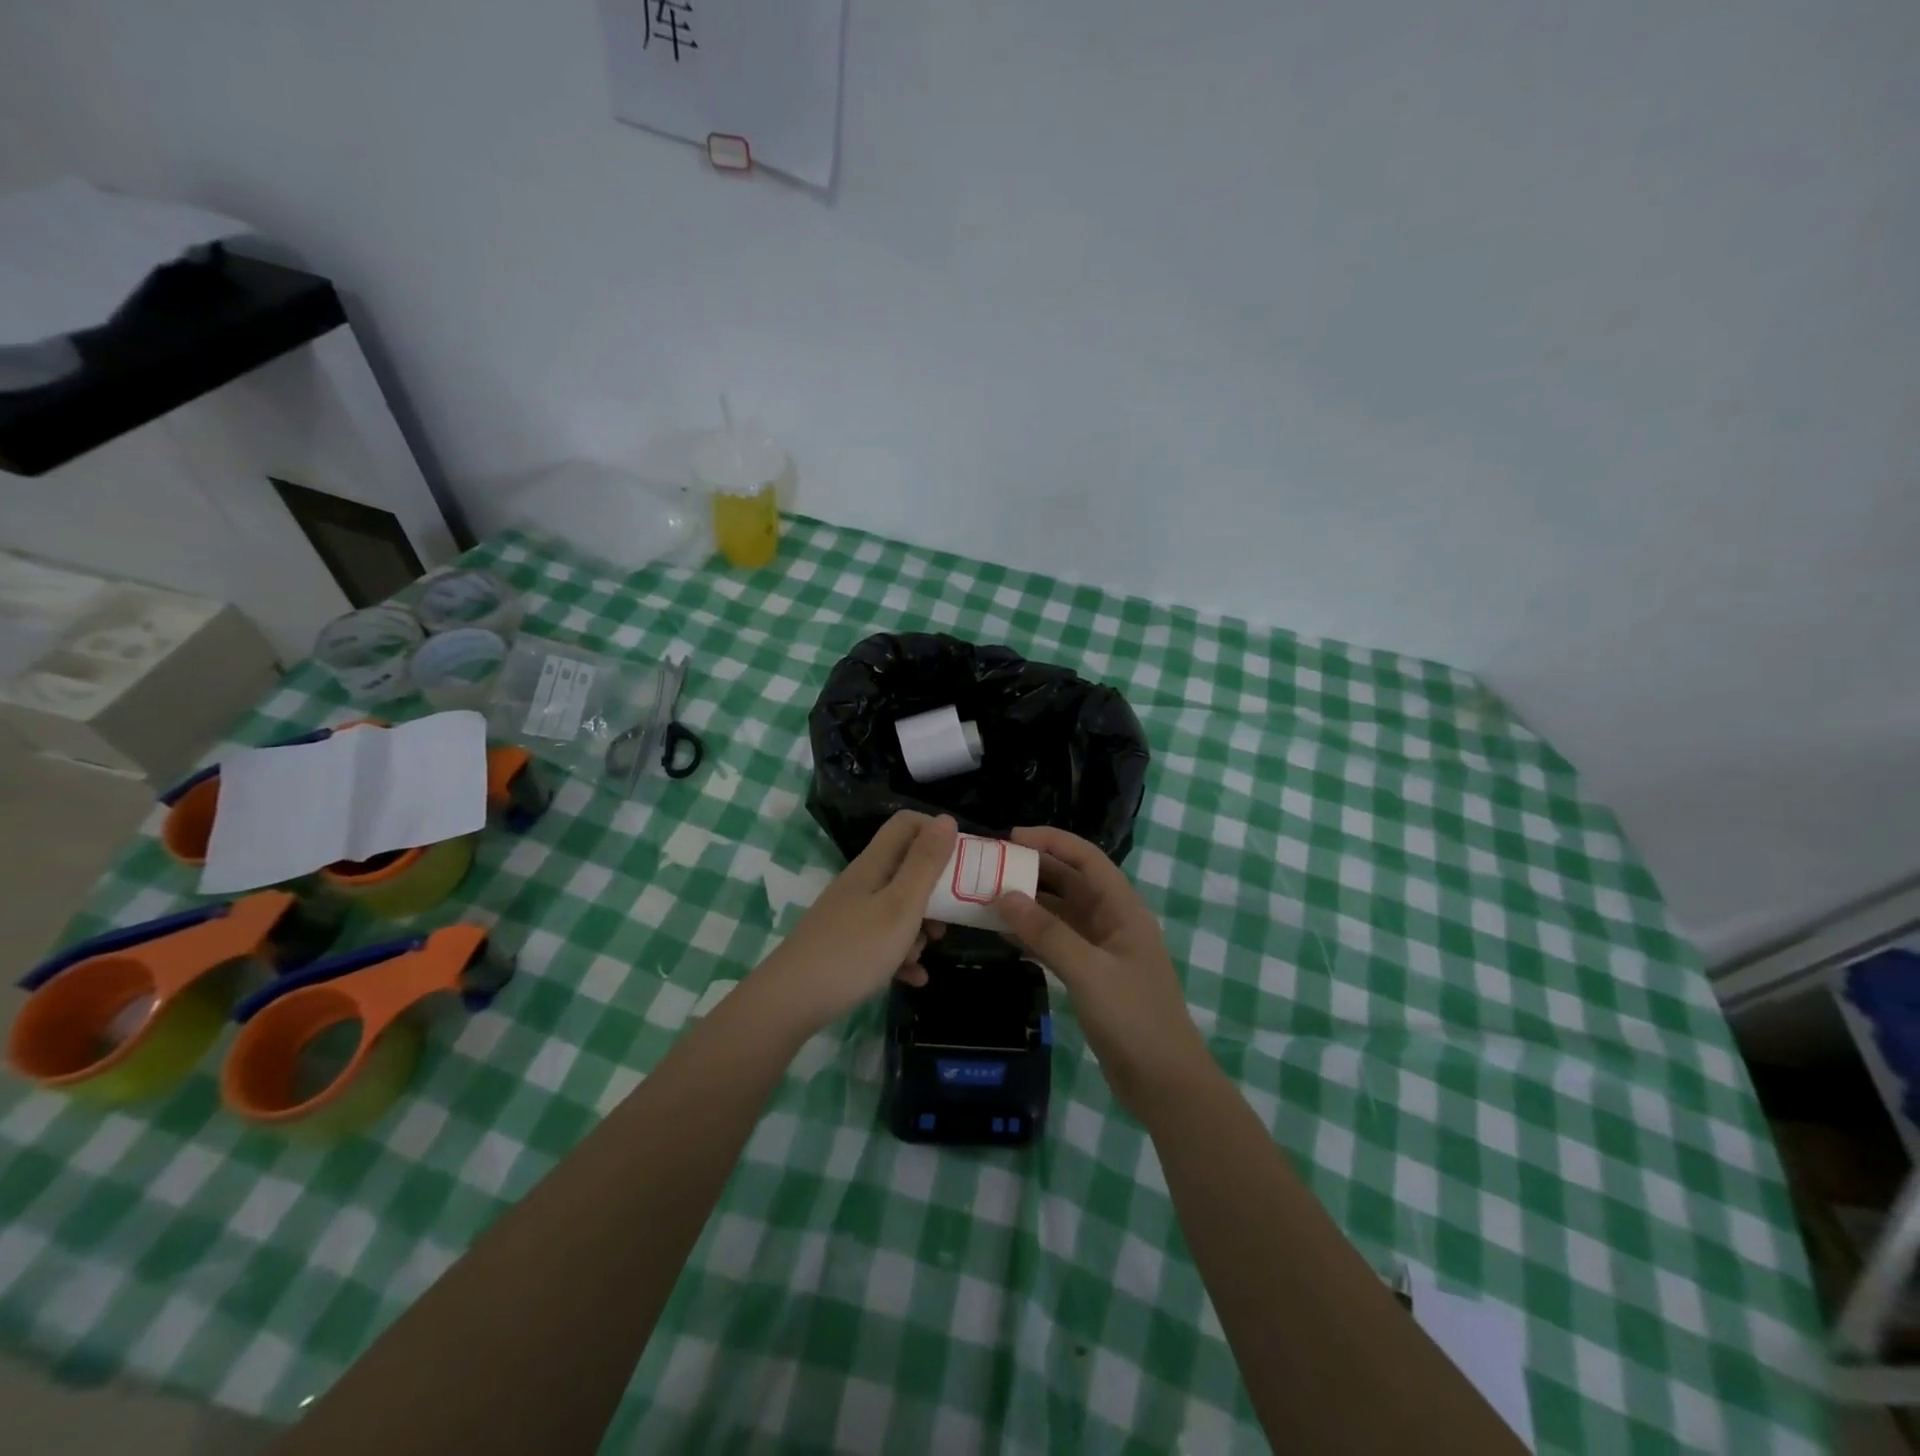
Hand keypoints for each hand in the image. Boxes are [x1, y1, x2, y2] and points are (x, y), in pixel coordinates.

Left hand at [753, 811, 956, 1030]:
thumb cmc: (855, 949)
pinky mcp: (845, 945)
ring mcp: (850, 915)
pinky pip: (883, 941)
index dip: (936, 833)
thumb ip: (925, 863)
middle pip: (906, 868)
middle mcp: (861, 883)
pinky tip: (914, 978)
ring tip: (925, 952)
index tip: (962, 860)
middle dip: (934, 890)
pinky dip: (901, 956)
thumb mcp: (901, 905)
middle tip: (951, 916)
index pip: (907, 824)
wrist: (790, 1002)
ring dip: (919, 927)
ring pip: (897, 907)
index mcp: (874, 864)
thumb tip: (946, 819)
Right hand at [994, 826, 1214, 1118]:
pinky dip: (1032, 935)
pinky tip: (1003, 934)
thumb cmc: (1134, 1018)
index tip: (1010, 838)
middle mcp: (1113, 921)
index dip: (1051, 841)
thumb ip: (1046, 932)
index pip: (1086, 858)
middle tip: (990, 867)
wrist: (1164, 1083)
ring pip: (1060, 913)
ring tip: (987, 896)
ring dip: (1029, 903)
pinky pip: (1057, 942)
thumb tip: (1004, 895)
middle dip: (1034, 869)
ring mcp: (1102, 949)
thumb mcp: (1089, 971)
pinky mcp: (1091, 975)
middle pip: (1070, 882)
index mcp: (1123, 909)